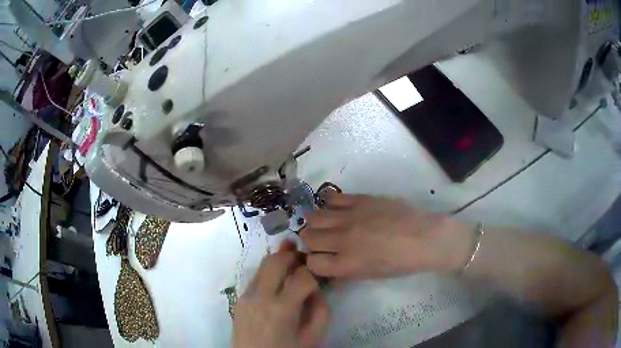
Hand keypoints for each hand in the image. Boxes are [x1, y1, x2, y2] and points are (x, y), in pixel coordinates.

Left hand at [232, 243, 328, 347]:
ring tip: (292, 261)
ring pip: (263, 264)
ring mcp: (246, 296)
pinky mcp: (239, 298)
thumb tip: (315, 288)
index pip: (301, 277)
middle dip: (293, 256)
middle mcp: (260, 297)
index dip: (313, 273)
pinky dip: (269, 272)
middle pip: (276, 261)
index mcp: (282, 309)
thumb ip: (320, 309)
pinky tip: (278, 279)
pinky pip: (255, 276)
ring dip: (279, 259)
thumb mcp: (313, 336)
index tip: (318, 278)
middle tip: (305, 258)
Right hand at [300, 193, 473, 278]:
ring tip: (324, 223)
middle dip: (311, 241)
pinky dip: (329, 203)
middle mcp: (342, 240)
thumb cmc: (400, 263)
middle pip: (308, 237)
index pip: (312, 262)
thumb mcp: (369, 275)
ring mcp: (350, 217)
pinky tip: (335, 207)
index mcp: (346, 264)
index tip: (321, 259)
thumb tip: (329, 264)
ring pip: (315, 216)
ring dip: (315, 222)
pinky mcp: (360, 200)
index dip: (314, 262)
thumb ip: (345, 270)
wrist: (424, 238)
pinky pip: (333, 198)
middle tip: (321, 241)